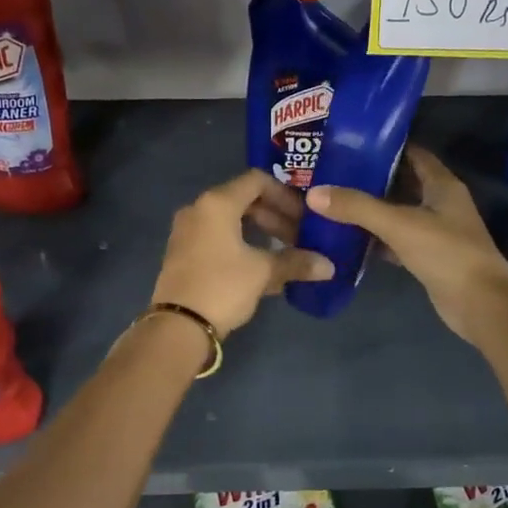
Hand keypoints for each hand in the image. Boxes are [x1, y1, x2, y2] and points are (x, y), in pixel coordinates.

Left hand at [151, 169, 333, 333]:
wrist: (178, 326)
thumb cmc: (222, 286)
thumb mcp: (263, 272)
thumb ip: (296, 263)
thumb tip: (329, 266)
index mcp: (217, 203)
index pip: (257, 181)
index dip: (285, 195)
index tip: (304, 216)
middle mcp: (199, 210)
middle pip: (244, 201)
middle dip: (276, 218)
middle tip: (299, 238)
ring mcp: (188, 232)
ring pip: (232, 222)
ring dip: (261, 234)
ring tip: (285, 254)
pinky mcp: (184, 255)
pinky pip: (219, 239)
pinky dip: (243, 246)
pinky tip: (263, 270)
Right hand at [307, 147, 507, 343]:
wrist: (480, 304)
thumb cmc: (446, 253)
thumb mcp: (399, 224)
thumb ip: (357, 207)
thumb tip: (314, 193)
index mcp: (442, 184)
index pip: (412, 153)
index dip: (384, 146)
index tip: (349, 145)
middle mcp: (440, 203)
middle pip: (401, 182)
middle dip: (369, 178)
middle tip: (331, 173)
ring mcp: (435, 231)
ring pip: (397, 213)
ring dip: (370, 210)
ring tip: (332, 201)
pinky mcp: (428, 257)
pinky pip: (396, 240)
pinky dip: (376, 238)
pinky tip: (347, 238)